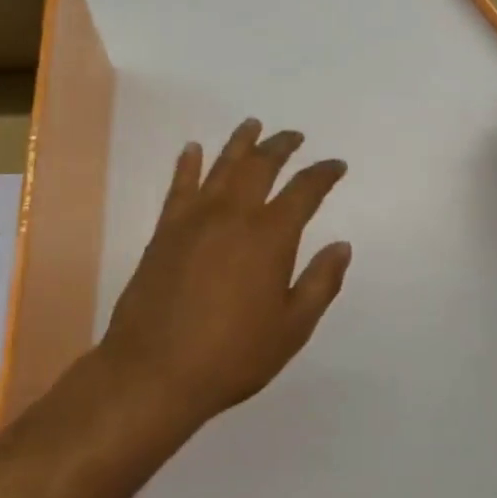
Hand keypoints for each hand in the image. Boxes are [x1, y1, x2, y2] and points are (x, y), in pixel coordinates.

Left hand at [97, 120, 351, 427]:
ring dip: (240, 143)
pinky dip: (188, 164)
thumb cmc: (232, 356)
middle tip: (294, 136)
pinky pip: (179, 186)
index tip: (336, 165)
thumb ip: (321, 283)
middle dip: (281, 146)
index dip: (323, 174)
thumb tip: (342, 245)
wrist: (154, 372)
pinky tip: (192, 149)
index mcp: (270, 237)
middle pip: (261, 166)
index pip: (304, 191)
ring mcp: (194, 220)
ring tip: (253, 125)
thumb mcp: (292, 328)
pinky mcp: (164, 232)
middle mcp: (233, 215)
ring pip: (221, 166)